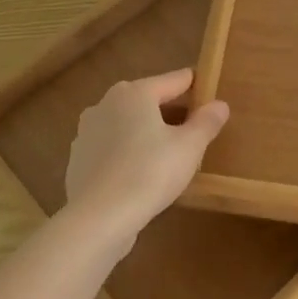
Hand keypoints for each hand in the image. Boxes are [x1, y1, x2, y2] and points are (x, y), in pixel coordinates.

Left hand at [64, 68, 229, 233]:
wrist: (98, 218)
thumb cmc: (149, 172)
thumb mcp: (189, 147)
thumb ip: (207, 122)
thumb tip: (220, 104)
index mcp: (135, 93)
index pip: (174, 80)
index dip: (196, 85)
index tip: (211, 92)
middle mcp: (106, 103)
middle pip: (148, 101)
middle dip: (172, 112)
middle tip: (196, 129)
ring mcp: (87, 132)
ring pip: (128, 125)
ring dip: (148, 133)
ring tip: (170, 153)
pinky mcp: (78, 159)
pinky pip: (112, 148)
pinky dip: (128, 153)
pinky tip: (142, 174)